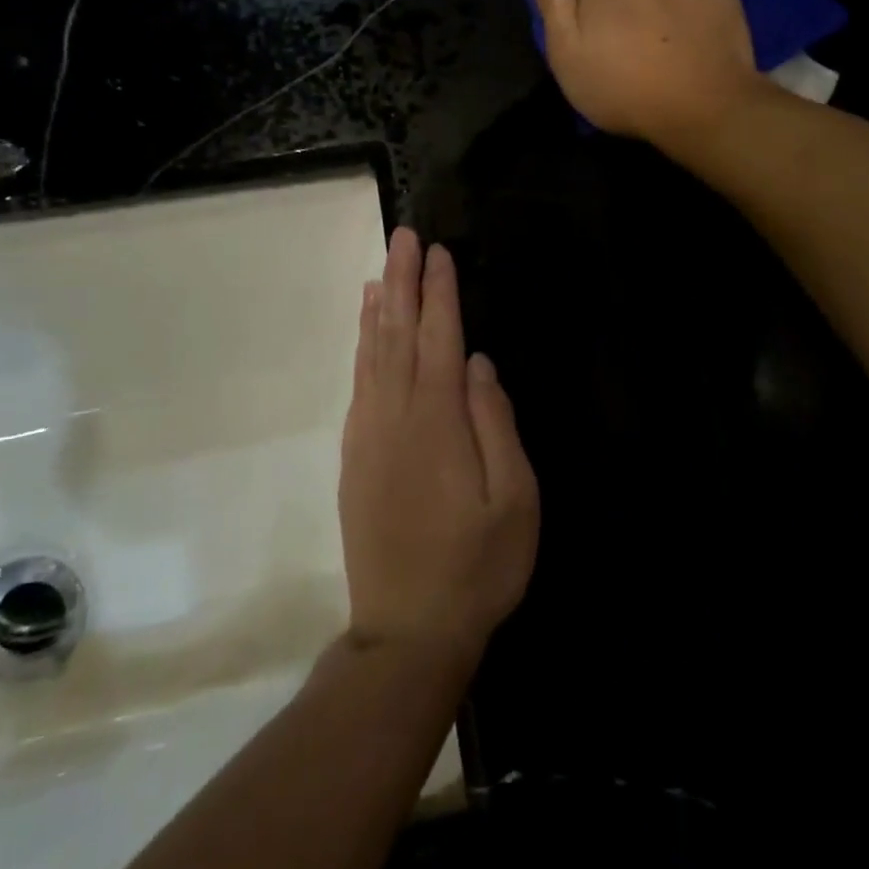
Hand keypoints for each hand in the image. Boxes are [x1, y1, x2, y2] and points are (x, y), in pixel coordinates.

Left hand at [340, 227, 539, 658]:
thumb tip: (479, 364)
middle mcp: (395, 416)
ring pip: (370, 354)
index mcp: (438, 421)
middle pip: (398, 334)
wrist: (407, 632)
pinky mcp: (354, 456)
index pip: (439, 338)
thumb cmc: (477, 567)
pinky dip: (361, 348)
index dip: (440, 292)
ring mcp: (368, 435)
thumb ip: (496, 424)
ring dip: (378, 307)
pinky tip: (366, 331)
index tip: (439, 251)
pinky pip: (358, 384)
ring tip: (382, 269)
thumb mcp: (514, 500)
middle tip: (403, 236)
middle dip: (404, 281)